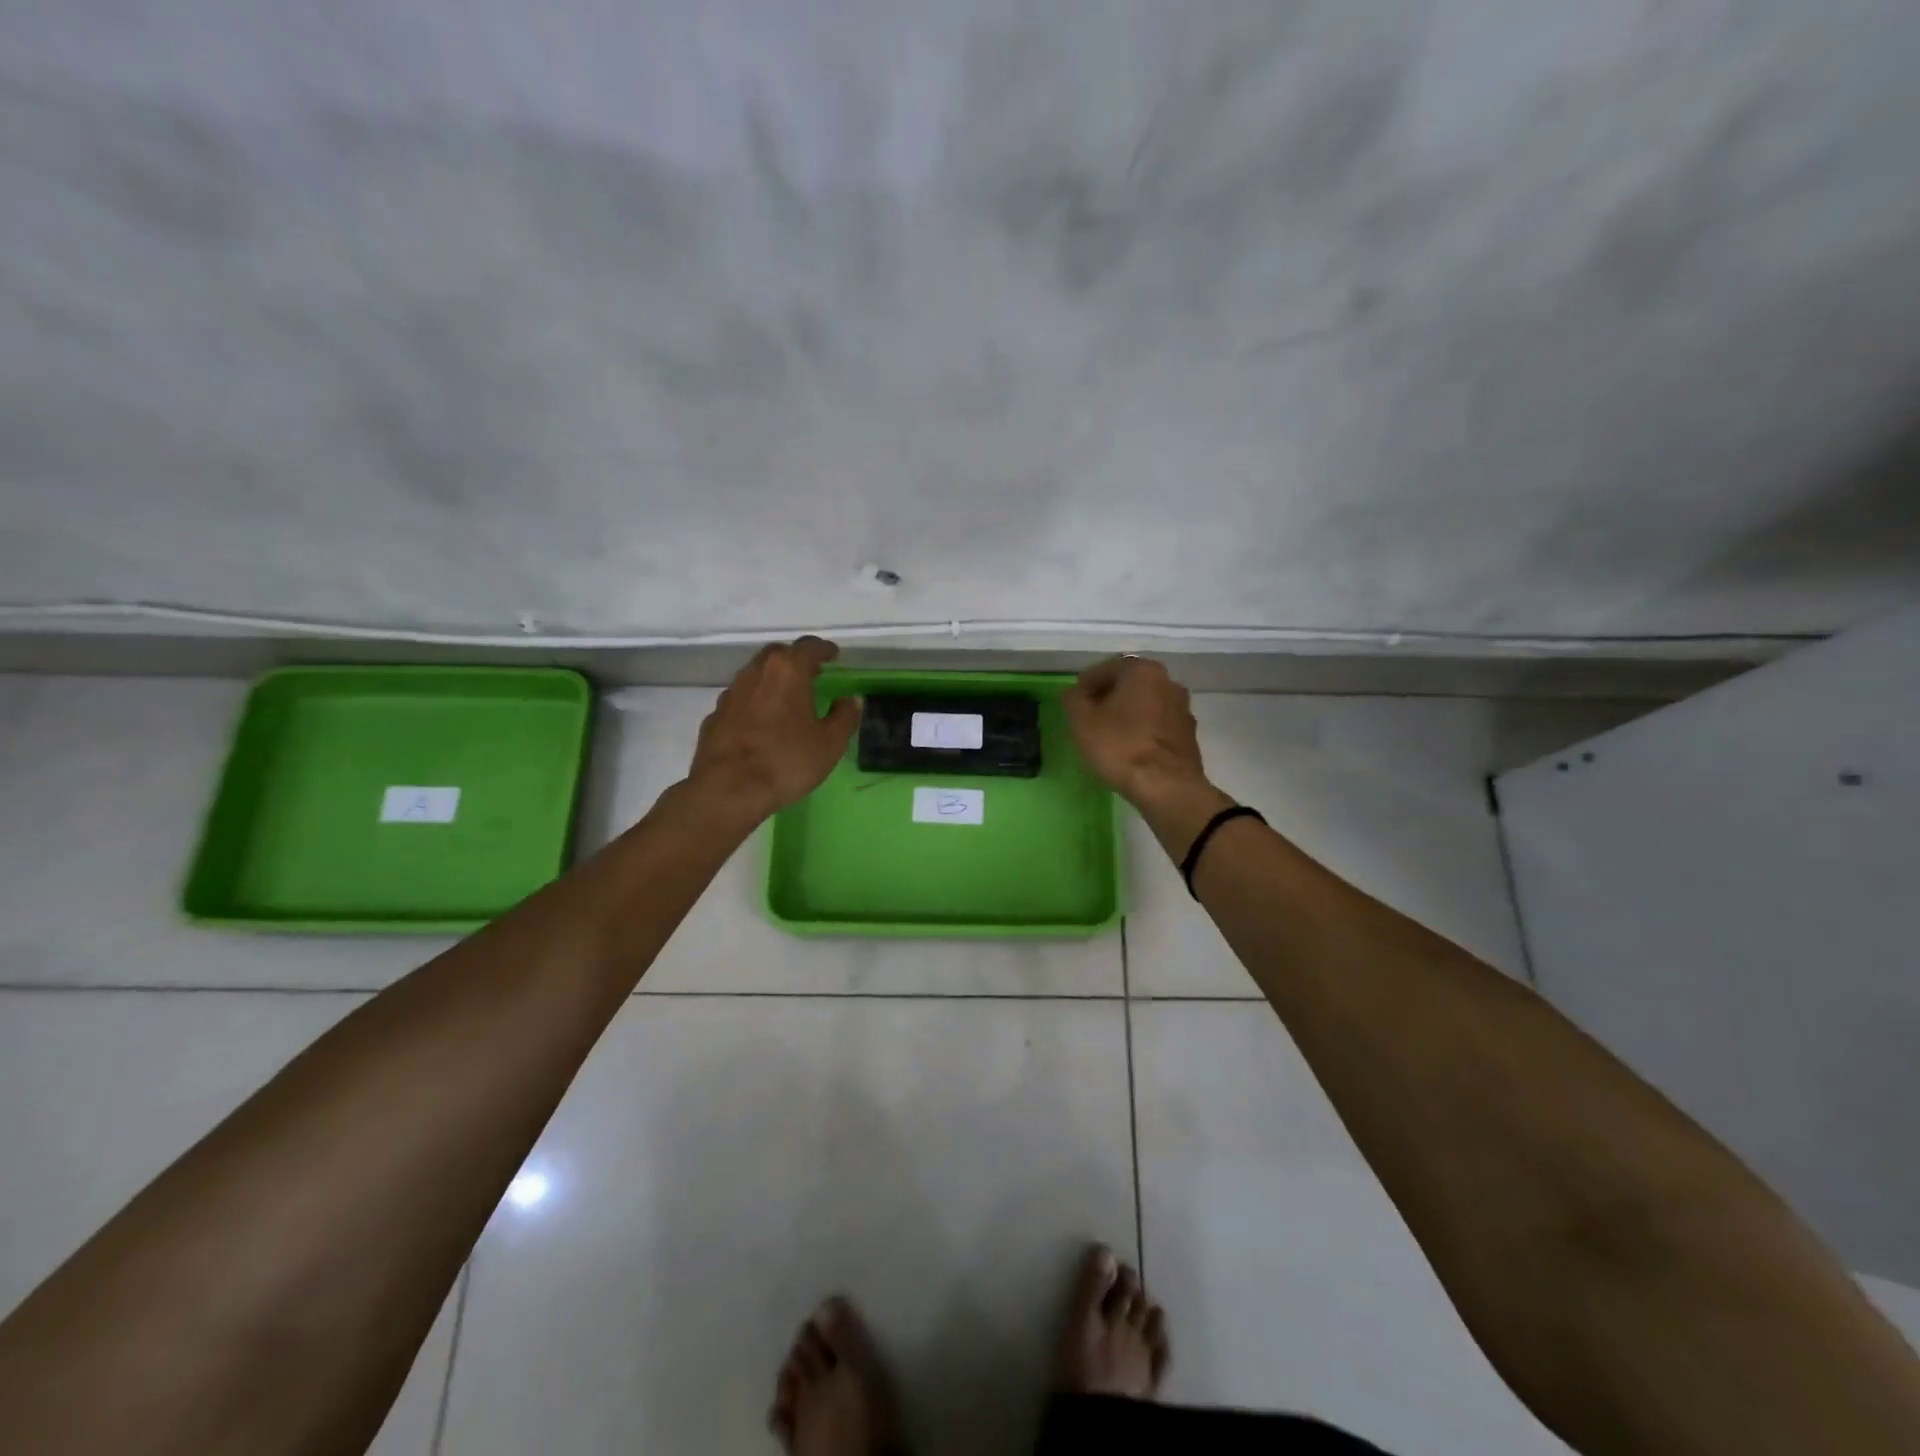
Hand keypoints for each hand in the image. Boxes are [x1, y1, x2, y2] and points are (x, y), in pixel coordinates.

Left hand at [689, 637, 858, 818]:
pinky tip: (761, 722)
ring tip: (787, 697)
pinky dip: (754, 702)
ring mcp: (731, 694)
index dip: (823, 649)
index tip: (833, 654)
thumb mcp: (830, 743)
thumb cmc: (786, 761)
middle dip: (795, 659)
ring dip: (772, 680)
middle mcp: (756, 673)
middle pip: (777, 654)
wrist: (728, 789)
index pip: (808, 647)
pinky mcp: (714, 716)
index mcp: (787, 671)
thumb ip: (844, 717)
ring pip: (755, 675)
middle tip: (810, 672)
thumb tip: (849, 700)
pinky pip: (740, 700)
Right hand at [1063, 656, 1209, 805]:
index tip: (1073, 705)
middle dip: (1107, 698)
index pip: (1105, 669)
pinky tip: (1129, 750)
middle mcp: (1168, 682)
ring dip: (1126, 715)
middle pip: (1128, 685)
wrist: (1167, 787)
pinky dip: (1142, 731)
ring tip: (1108, 736)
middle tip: (1088, 719)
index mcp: (1143, 670)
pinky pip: (1157, 725)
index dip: (1085, 686)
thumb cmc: (1120, 746)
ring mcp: (1182, 709)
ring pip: (1145, 705)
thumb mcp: (1082, 721)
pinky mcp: (1189, 735)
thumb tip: (1075, 693)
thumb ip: (1073, 699)